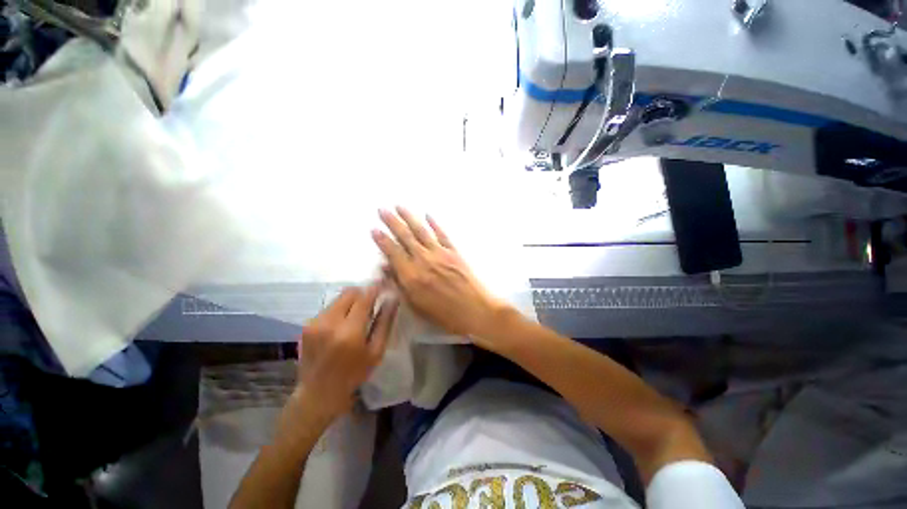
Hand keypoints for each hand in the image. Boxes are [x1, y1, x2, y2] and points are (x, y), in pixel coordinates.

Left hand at [296, 285, 397, 421]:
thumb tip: (393, 299)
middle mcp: (330, 322)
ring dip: (351, 302)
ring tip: (356, 317)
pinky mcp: (307, 325)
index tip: (384, 285)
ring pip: (338, 298)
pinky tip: (342, 325)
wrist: (318, 393)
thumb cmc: (354, 373)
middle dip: (362, 293)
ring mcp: (315, 323)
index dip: (375, 288)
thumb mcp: (376, 351)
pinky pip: (329, 307)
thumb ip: (385, 322)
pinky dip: (339, 310)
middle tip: (370, 304)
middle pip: (350, 292)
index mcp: (350, 331)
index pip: (365, 297)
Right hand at [371, 207, 508, 342]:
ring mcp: (440, 253)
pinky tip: (428, 215)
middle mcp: (424, 260)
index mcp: (412, 276)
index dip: (382, 240)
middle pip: (405, 237)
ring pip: (421, 231)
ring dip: (409, 217)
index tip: (374, 229)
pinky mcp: (454, 252)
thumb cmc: (444, 314)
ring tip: (399, 206)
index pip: (393, 252)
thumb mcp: (416, 305)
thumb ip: (400, 285)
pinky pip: (442, 234)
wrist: (475, 310)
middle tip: (382, 210)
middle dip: (392, 222)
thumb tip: (386, 268)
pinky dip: (434, 224)